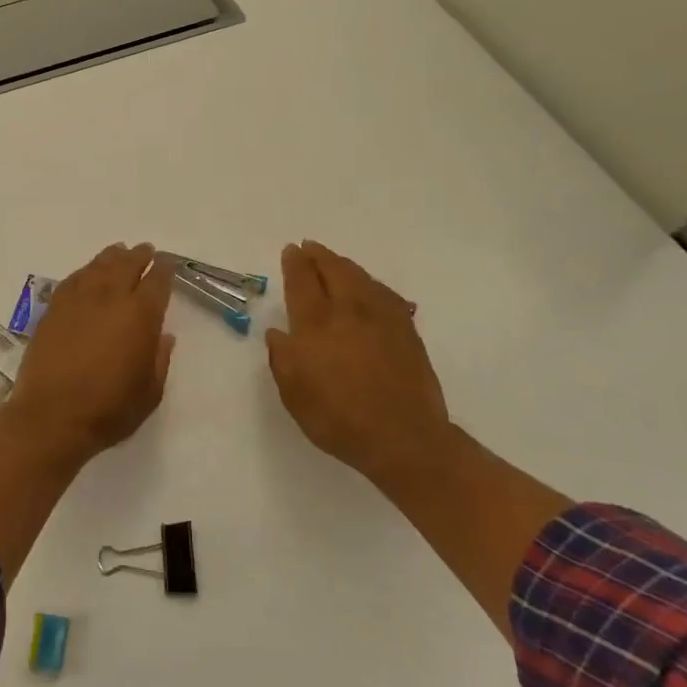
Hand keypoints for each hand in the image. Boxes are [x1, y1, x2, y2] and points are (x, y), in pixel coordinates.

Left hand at [8, 243, 175, 464]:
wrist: (51, 416)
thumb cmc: (108, 409)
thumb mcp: (150, 392)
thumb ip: (160, 359)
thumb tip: (164, 335)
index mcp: (140, 316)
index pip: (157, 281)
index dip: (165, 268)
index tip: (169, 262)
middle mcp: (109, 299)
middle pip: (126, 265)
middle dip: (139, 256)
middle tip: (145, 250)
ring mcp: (78, 301)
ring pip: (98, 267)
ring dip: (111, 257)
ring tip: (118, 252)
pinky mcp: (53, 310)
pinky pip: (72, 280)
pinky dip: (84, 271)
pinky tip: (87, 273)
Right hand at [265, 241, 452, 491]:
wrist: (404, 439)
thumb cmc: (339, 419)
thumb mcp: (294, 394)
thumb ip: (283, 359)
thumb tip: (279, 334)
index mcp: (316, 325)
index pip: (302, 282)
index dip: (295, 264)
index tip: (291, 250)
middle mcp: (349, 312)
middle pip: (334, 271)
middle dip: (319, 256)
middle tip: (309, 247)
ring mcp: (382, 319)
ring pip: (361, 278)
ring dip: (344, 265)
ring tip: (335, 261)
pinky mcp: (407, 331)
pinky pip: (385, 294)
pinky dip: (372, 284)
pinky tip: (370, 287)